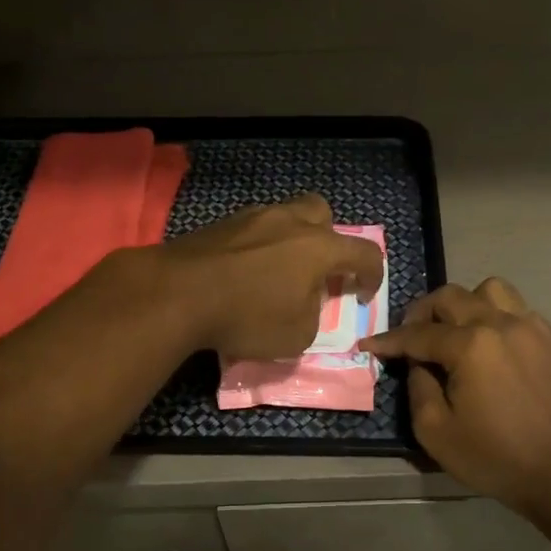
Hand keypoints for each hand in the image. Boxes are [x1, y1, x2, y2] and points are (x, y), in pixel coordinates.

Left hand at [159, 195, 385, 360]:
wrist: (177, 293)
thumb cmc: (247, 316)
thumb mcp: (296, 336)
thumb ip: (313, 315)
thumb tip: (306, 302)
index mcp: (318, 247)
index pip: (364, 252)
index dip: (372, 275)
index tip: (363, 294)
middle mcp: (290, 221)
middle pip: (322, 214)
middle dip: (329, 239)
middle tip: (319, 270)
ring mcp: (252, 217)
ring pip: (285, 216)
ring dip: (291, 239)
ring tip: (279, 271)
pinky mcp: (220, 224)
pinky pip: (253, 229)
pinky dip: (259, 246)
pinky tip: (246, 271)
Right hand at [363, 278, 550, 516]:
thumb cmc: (495, 456)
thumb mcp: (436, 431)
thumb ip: (418, 387)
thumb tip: (417, 362)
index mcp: (470, 345)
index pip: (418, 333)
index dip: (389, 340)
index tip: (368, 344)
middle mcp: (499, 323)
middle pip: (451, 297)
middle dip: (422, 312)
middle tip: (409, 337)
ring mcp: (529, 327)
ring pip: (488, 290)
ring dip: (463, 303)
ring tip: (452, 330)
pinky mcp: (548, 339)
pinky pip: (515, 307)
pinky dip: (493, 314)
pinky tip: (486, 342)